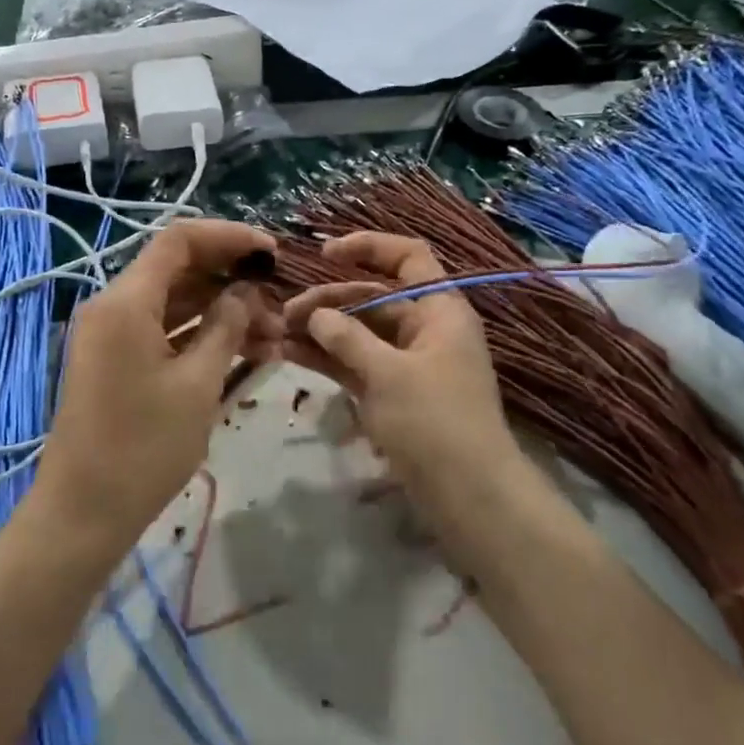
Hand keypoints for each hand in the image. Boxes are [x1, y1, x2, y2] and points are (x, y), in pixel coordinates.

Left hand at [38, 219, 284, 548]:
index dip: (229, 237)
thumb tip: (246, 293)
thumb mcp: (197, 384)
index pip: (180, 240)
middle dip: (231, 278)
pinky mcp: (117, 359)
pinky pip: (164, 329)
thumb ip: (226, 327)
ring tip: (273, 335)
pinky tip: (244, 351)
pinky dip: (201, 333)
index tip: (272, 252)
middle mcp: (114, 306)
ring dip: (222, 309)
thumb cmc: (143, 448)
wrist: (83, 513)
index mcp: (126, 301)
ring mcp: (113, 333)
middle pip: (178, 268)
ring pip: (175, 300)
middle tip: (278, 299)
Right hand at [281, 232, 523, 513]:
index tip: (324, 254)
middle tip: (284, 314)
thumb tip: (315, 315)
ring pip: (358, 333)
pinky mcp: (391, 393)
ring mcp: (406, 362)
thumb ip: (347, 338)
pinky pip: (355, 363)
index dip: (368, 247)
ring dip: (319, 331)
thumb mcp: (388, 374)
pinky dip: (326, 358)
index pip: (407, 257)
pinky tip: (288, 355)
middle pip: (372, 297)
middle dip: (328, 301)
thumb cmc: (435, 422)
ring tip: (275, 333)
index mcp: (439, 309)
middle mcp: (424, 328)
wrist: (468, 497)